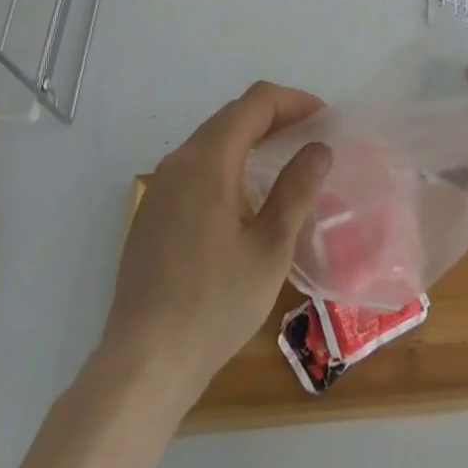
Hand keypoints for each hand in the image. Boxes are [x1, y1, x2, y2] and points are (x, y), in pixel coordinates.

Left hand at [99, 81, 331, 411]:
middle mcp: (180, 160)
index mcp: (209, 159)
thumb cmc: (213, 306)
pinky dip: (228, 162)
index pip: (256, 102)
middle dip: (275, 116)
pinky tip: (245, 197)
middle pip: (233, 115)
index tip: (324, 119)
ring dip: (251, 138)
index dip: (294, 101)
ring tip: (285, 161)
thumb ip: (296, 190)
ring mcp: (161, 186)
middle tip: (310, 138)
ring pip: (213, 139)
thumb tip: (319, 148)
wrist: (142, 366)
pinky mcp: (153, 212)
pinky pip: (196, 166)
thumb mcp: (270, 249)